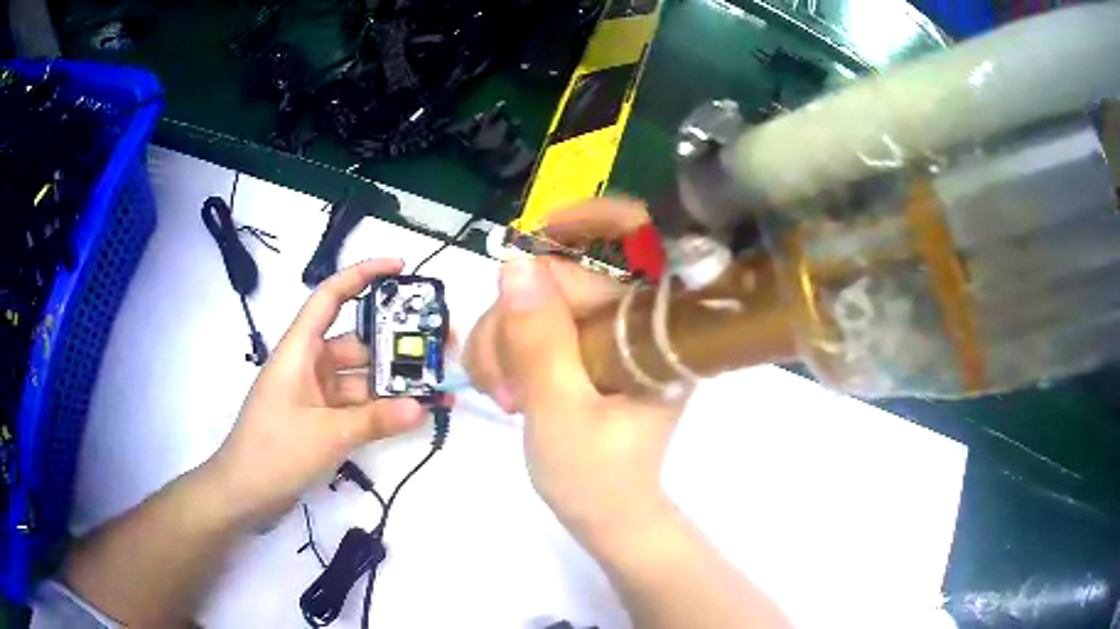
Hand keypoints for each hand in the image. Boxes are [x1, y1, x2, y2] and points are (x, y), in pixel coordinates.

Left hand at [204, 259, 425, 526]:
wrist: (245, 493)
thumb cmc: (275, 451)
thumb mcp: (326, 434)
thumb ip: (375, 420)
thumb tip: (422, 407)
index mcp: (300, 349)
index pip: (330, 296)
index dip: (362, 275)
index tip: (401, 268)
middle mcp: (309, 365)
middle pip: (356, 343)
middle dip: (395, 345)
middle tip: (439, 347)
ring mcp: (315, 394)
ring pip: (361, 378)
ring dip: (393, 384)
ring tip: (435, 389)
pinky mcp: (320, 420)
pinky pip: (357, 406)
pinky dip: (381, 410)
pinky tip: (412, 415)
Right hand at [464, 199, 688, 546]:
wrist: (605, 515)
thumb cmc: (596, 478)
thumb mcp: (561, 412)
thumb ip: (538, 340)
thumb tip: (515, 262)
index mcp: (658, 333)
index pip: (636, 246)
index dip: (596, 219)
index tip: (541, 228)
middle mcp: (638, 321)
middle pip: (563, 277)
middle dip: (512, 322)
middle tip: (500, 383)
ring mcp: (609, 333)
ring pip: (537, 300)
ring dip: (502, 340)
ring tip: (502, 396)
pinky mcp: (585, 348)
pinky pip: (534, 324)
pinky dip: (506, 349)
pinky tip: (505, 388)